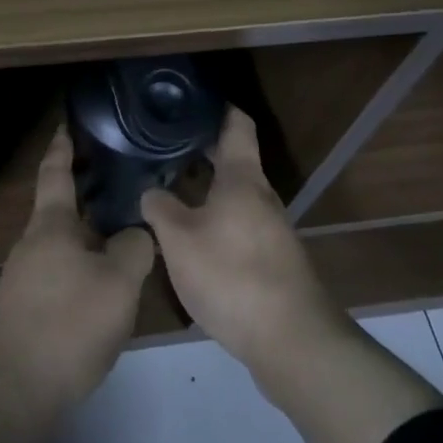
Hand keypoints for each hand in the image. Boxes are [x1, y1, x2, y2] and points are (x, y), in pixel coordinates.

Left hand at [0, 122, 154, 442]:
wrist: (11, 395)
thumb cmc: (66, 326)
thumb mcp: (117, 285)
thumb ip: (134, 249)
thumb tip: (136, 234)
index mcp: (51, 226)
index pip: (56, 172)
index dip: (63, 145)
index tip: (68, 123)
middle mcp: (33, 244)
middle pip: (62, 209)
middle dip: (88, 195)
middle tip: (123, 183)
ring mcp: (24, 279)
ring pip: (64, 245)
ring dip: (90, 237)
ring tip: (126, 237)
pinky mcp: (25, 311)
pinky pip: (61, 275)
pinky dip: (84, 268)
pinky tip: (106, 287)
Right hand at [140, 110, 348, 380]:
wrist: (291, 341)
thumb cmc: (232, 275)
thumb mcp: (178, 240)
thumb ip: (159, 208)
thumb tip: (150, 190)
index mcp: (242, 178)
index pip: (236, 123)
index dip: (216, 107)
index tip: (188, 100)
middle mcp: (261, 196)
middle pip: (233, 159)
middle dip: (200, 149)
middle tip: (161, 145)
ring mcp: (270, 229)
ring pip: (234, 194)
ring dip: (205, 188)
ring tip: (167, 188)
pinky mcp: (271, 259)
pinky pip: (238, 223)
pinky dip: (214, 217)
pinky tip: (189, 235)